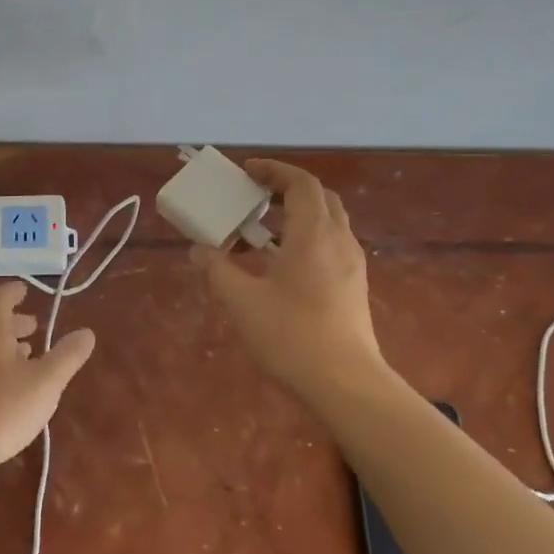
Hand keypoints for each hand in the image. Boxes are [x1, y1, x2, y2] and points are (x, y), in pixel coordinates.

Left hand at [0, 281, 96, 487]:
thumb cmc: (3, 407)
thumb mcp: (46, 381)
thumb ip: (67, 355)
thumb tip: (87, 332)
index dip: (13, 292)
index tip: (26, 288)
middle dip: (14, 321)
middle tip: (35, 323)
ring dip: (8, 345)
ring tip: (31, 351)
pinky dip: (2, 366)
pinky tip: (17, 385)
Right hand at [189, 159, 383, 402]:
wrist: (345, 383)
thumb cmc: (291, 335)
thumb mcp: (242, 301)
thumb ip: (217, 270)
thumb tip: (199, 250)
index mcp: (313, 234)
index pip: (301, 183)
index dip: (274, 170)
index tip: (247, 172)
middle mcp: (339, 240)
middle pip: (319, 198)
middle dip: (287, 190)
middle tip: (256, 198)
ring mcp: (352, 265)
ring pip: (328, 224)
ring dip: (297, 218)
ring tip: (262, 235)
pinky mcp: (354, 288)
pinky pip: (331, 247)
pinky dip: (306, 241)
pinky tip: (283, 268)